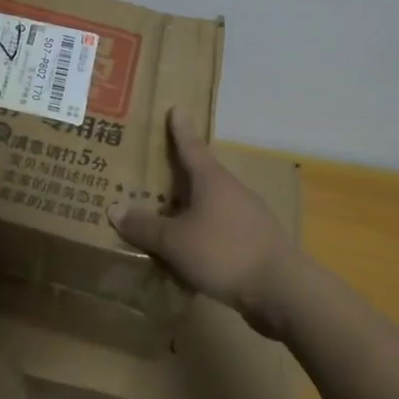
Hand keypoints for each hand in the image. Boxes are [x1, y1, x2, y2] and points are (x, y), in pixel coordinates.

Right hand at [109, 108, 303, 338]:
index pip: (191, 147)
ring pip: (215, 204)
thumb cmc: (224, 252)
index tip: (176, 108)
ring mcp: (251, 216)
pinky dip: (208, 233)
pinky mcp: (259, 243)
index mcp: (212, 180)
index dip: (180, 130)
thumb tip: (114, 209)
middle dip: (184, 173)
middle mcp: (233, 190)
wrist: (283, 290)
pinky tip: (196, 252)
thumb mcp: (176, 242)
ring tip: (173, 216)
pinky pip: (225, 229)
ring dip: (195, 207)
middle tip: (162, 168)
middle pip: (204, 174)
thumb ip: (146, 227)